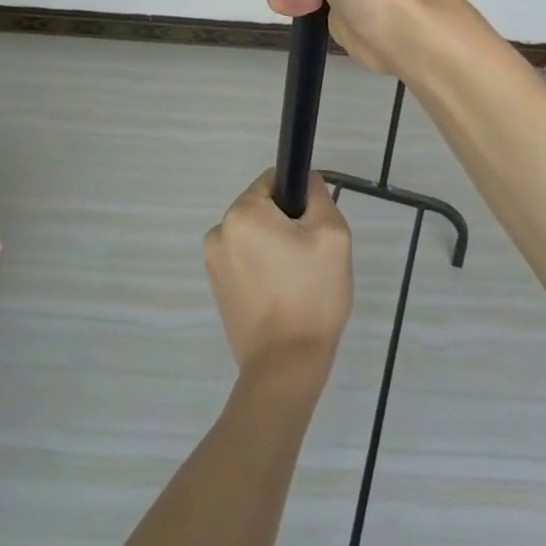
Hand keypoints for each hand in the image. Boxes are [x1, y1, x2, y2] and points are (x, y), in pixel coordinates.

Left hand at [204, 172, 351, 372]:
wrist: (286, 365)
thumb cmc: (312, 294)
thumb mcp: (332, 234)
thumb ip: (318, 195)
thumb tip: (305, 180)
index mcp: (242, 213)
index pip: (273, 180)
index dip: (299, 198)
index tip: (314, 228)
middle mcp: (219, 231)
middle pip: (262, 208)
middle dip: (287, 224)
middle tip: (310, 258)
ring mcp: (213, 262)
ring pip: (254, 235)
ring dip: (274, 247)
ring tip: (297, 281)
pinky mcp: (217, 288)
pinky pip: (244, 260)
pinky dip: (263, 268)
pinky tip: (281, 295)